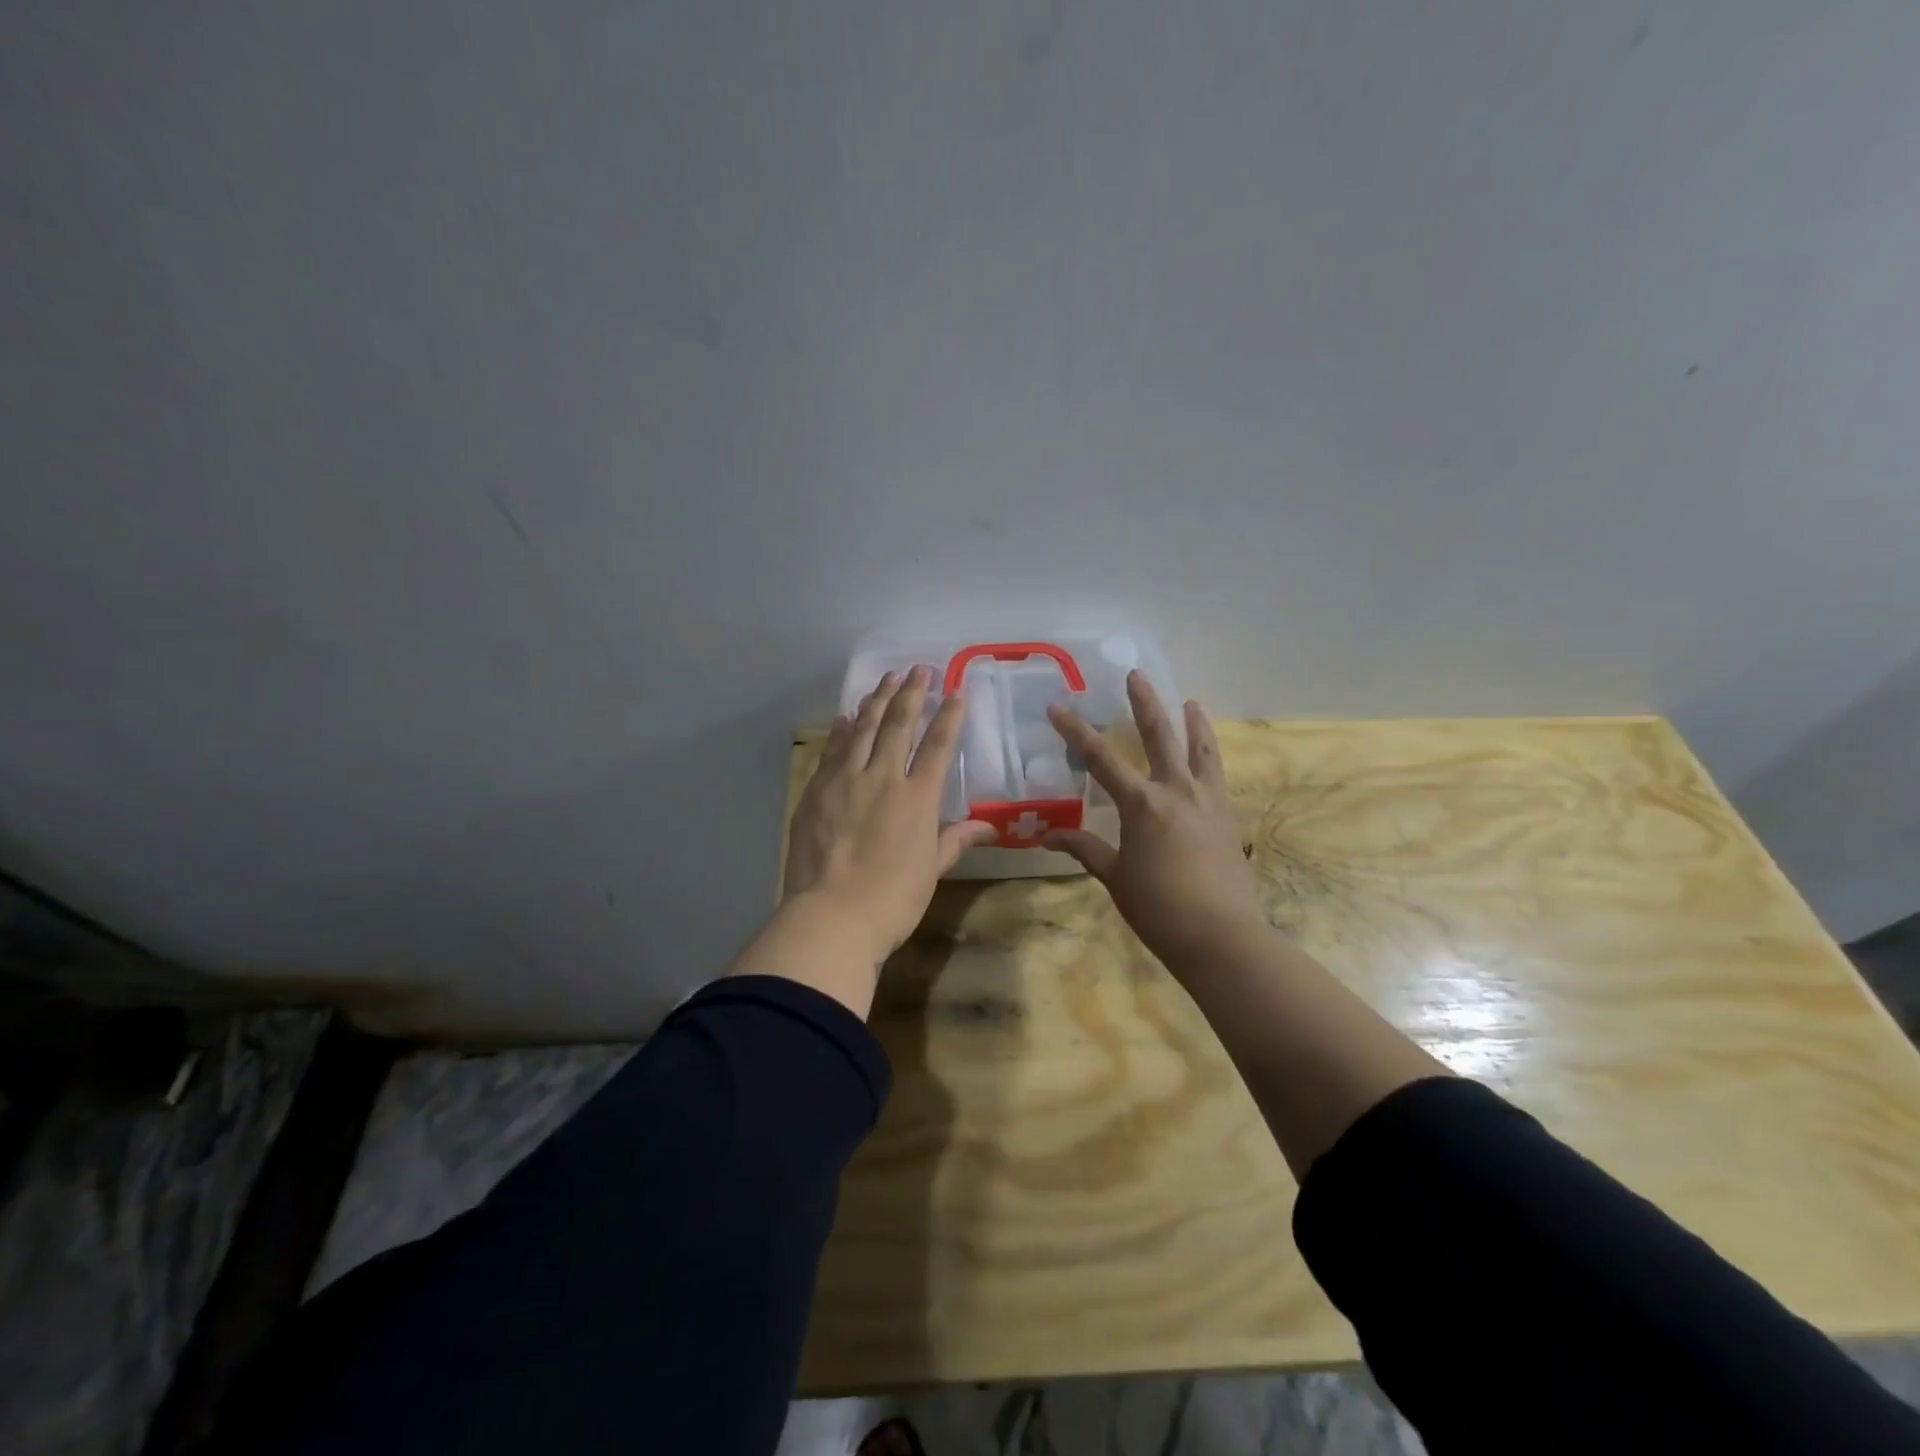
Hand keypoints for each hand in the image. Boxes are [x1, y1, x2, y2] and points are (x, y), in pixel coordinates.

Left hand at [783, 666, 995, 963]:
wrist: (832, 916)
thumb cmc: (893, 900)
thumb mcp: (931, 871)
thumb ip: (955, 840)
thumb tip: (989, 827)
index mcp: (918, 798)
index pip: (938, 746)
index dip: (948, 717)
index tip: (955, 691)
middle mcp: (883, 778)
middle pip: (898, 726)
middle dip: (910, 694)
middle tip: (917, 669)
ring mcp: (845, 781)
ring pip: (862, 730)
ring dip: (876, 701)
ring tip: (886, 679)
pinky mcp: (816, 791)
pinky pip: (832, 751)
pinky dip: (841, 731)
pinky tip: (846, 717)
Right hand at [1045, 672, 1267, 969]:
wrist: (1221, 936)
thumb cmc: (1159, 908)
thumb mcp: (1115, 878)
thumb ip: (1085, 849)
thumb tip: (1049, 835)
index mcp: (1142, 804)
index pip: (1101, 758)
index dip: (1076, 730)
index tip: (1058, 707)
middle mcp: (1176, 790)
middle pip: (1160, 734)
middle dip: (1144, 703)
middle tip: (1136, 676)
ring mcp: (1208, 800)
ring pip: (1201, 749)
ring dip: (1193, 722)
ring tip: (1191, 701)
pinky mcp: (1228, 816)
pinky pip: (1217, 775)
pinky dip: (1210, 757)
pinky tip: (1206, 758)